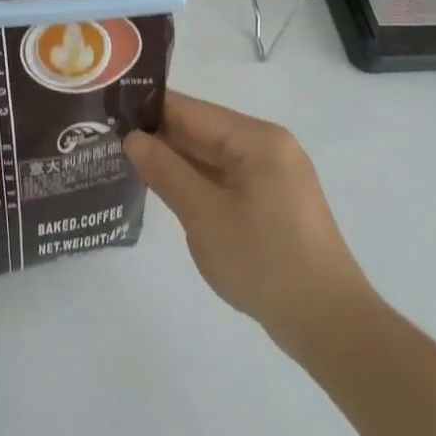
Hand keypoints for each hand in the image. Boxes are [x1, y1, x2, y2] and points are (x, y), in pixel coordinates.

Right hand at [125, 92, 372, 357]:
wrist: (330, 325)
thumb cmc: (265, 262)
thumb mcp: (204, 215)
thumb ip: (165, 171)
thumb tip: (132, 138)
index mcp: (256, 139)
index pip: (190, 110)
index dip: (147, 110)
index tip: (106, 112)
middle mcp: (268, 147)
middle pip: (202, 130)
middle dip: (158, 137)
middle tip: (106, 139)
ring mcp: (273, 175)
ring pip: (212, 156)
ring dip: (175, 161)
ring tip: (124, 161)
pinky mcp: (273, 202)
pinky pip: (225, 179)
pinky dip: (196, 182)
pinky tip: (164, 189)